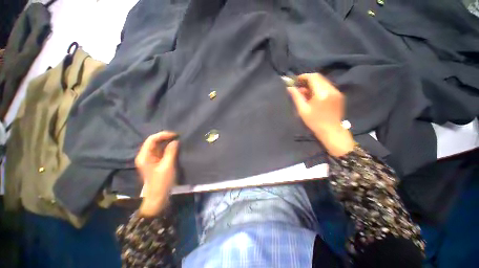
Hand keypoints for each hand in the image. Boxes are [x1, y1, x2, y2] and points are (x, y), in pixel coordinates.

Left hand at [135, 131, 178, 216]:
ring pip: (158, 146)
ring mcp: (151, 159)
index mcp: (145, 156)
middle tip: (178, 136)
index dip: (163, 135)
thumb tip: (175, 141)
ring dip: (168, 142)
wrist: (158, 196)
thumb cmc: (161, 182)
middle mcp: (146, 155)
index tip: (176, 135)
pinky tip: (175, 147)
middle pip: (154, 141)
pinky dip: (168, 147)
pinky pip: (161, 151)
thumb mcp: (167, 166)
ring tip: (178, 140)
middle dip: (166, 137)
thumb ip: (171, 152)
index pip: (152, 139)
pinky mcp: (156, 162)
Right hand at [287, 73, 353, 156]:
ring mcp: (337, 92)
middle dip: (308, 80)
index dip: (304, 76)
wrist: (331, 131)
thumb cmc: (314, 122)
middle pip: (319, 78)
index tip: (296, 80)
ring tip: (305, 93)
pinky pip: (328, 87)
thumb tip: (289, 88)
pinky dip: (319, 88)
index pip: (313, 77)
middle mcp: (331, 89)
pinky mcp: (339, 95)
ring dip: (313, 84)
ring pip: (323, 82)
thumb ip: (296, 97)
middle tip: (299, 87)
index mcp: (322, 93)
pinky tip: (314, 96)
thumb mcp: (302, 110)